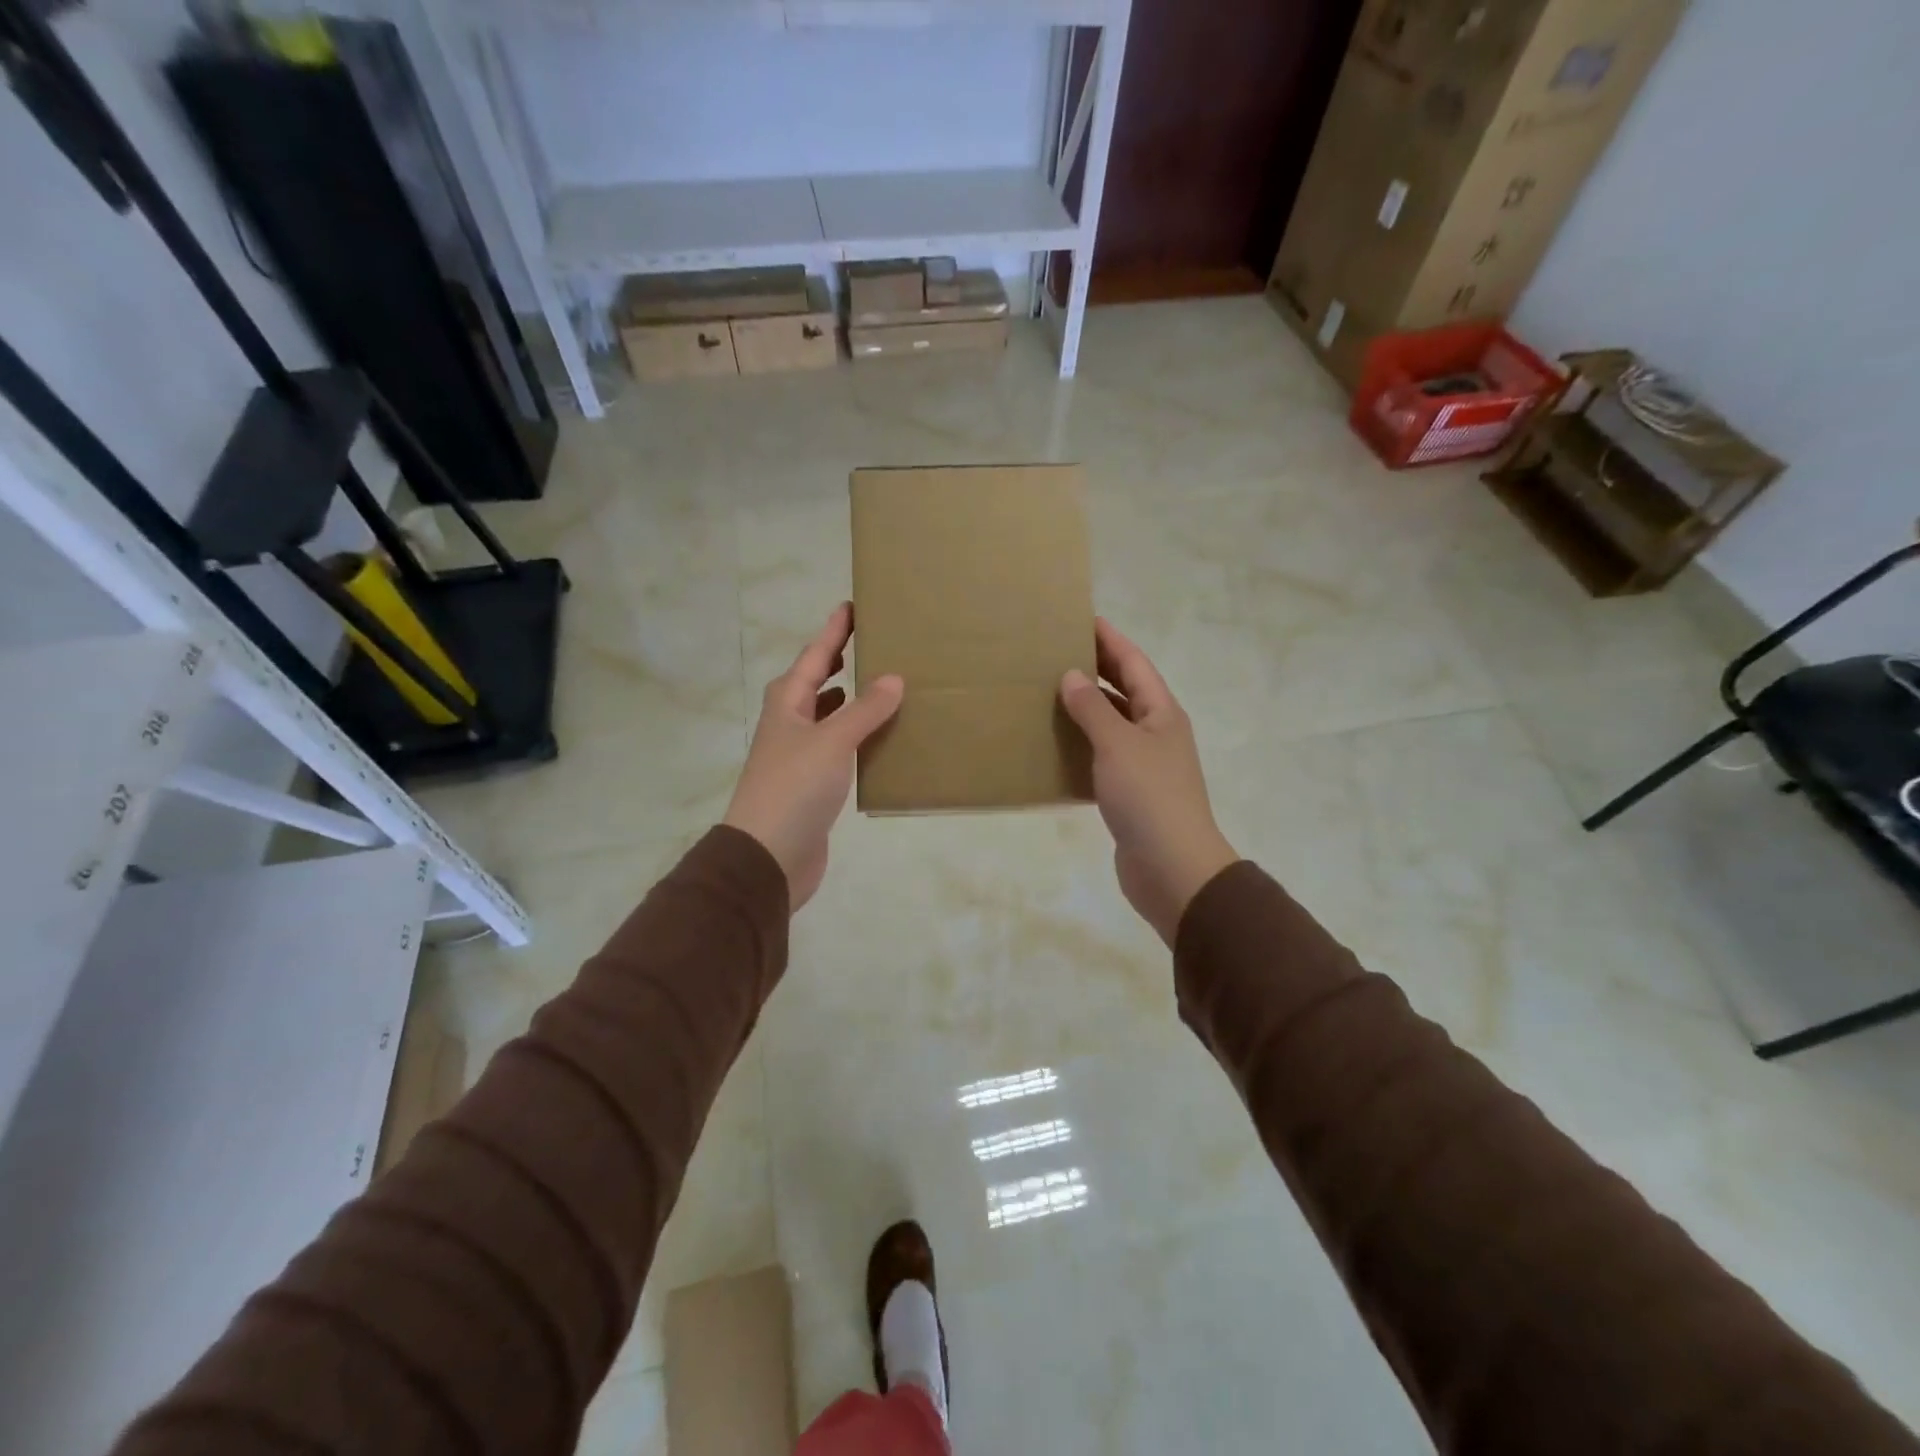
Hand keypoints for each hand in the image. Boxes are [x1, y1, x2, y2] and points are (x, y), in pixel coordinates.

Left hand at [724, 603, 903, 910]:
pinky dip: (856, 737)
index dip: (834, 631)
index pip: (815, 656)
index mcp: (788, 704)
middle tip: (870, 642)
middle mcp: (790, 724)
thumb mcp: (831, 742)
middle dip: (839, 662)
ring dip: (850, 700)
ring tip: (881, 685)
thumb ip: (864, 710)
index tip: (853, 605)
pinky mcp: (813, 785)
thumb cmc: (794, 788)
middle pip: (815, 683)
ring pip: (827, 716)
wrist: (768, 856)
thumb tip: (893, 677)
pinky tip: (879, 740)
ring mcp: (799, 756)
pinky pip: (838, 748)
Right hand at [1059, 618, 1238, 946]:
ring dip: (1085, 709)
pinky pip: (1102, 757)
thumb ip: (1093, 709)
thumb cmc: (1149, 797)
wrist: (1171, 868)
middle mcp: (1156, 733)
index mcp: (1161, 713)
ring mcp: (1144, 765)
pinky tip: (1054, 745)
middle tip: (1056, 651)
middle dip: (1096, 670)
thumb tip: (1071, 676)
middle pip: (1124, 691)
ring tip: (1048, 693)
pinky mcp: (1129, 794)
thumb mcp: (1118, 745)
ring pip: (1111, 725)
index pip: (1134, 663)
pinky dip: (1081, 746)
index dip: (1110, 640)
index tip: (1082, 618)